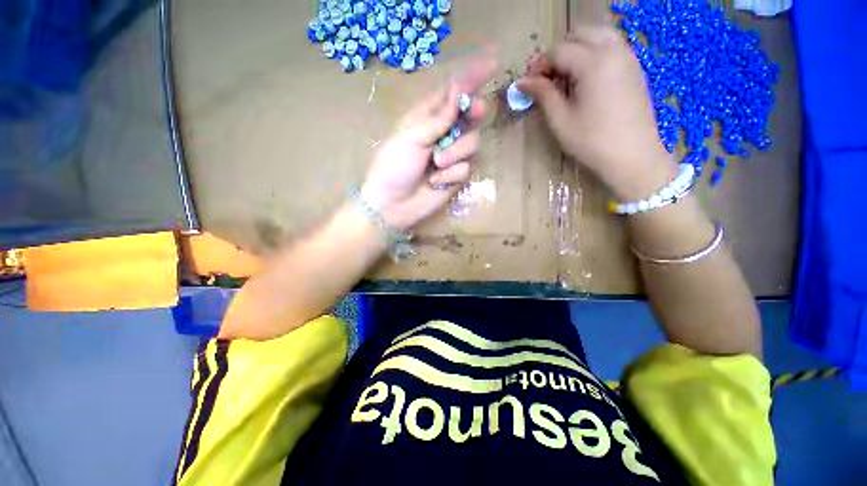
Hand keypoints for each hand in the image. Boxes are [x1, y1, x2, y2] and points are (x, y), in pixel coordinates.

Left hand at [361, 57, 496, 231]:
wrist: (392, 204)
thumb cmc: (393, 166)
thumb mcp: (411, 136)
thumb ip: (437, 117)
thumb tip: (458, 91)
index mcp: (426, 118)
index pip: (451, 93)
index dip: (469, 79)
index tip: (491, 63)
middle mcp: (442, 134)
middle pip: (470, 116)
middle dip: (474, 112)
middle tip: (475, 110)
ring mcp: (451, 156)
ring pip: (472, 143)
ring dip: (455, 153)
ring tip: (435, 164)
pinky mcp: (455, 176)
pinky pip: (466, 168)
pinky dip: (451, 174)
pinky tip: (436, 182)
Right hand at [518, 27, 676, 200]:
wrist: (633, 157)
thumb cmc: (591, 141)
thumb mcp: (560, 120)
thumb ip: (542, 94)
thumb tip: (521, 82)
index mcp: (594, 63)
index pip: (559, 50)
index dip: (539, 65)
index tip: (528, 85)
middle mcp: (613, 51)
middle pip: (579, 35)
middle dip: (558, 53)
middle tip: (546, 79)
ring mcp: (628, 58)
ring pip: (597, 36)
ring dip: (576, 50)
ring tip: (565, 78)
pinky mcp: (635, 69)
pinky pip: (611, 48)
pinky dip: (593, 54)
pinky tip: (585, 80)